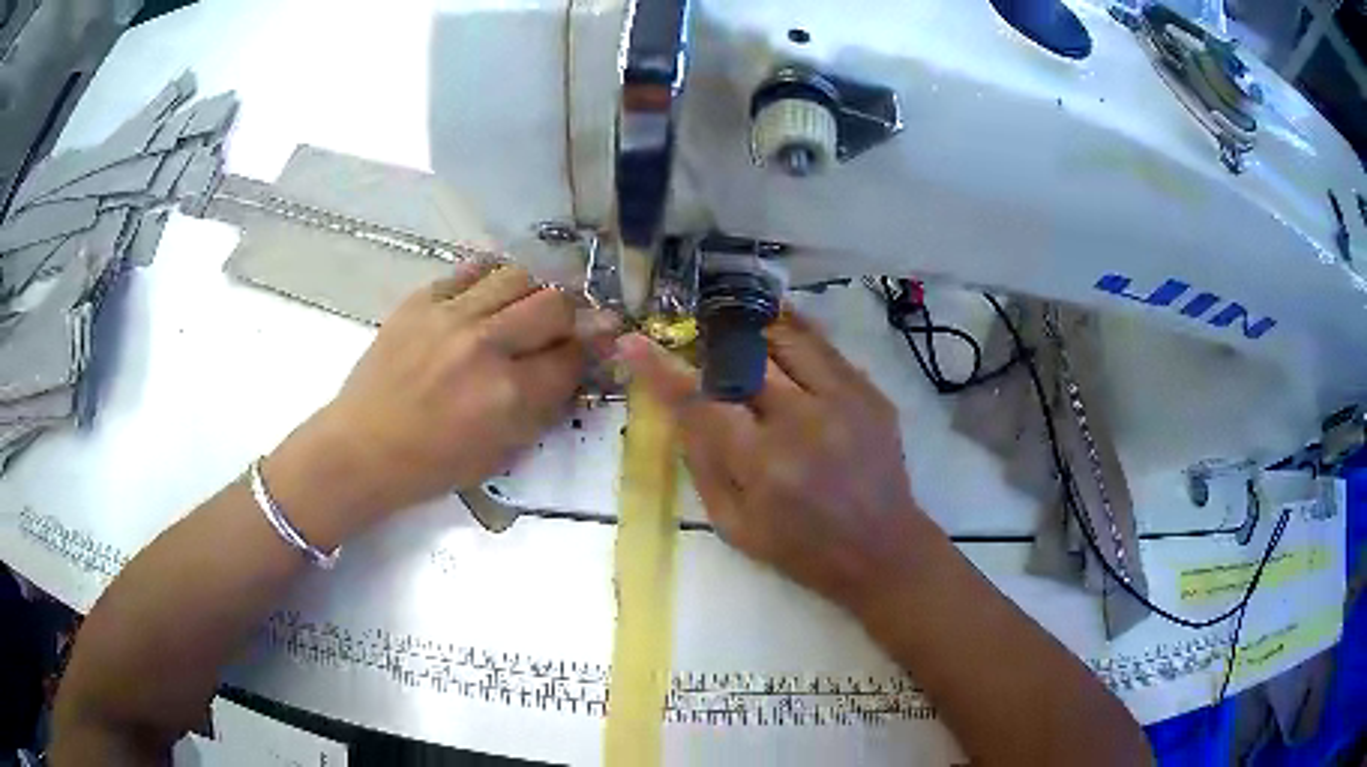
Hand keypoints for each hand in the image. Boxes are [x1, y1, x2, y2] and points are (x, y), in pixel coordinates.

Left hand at [266, 264, 614, 540]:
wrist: (363, 447)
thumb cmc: (432, 465)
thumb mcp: (500, 453)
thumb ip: (541, 408)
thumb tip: (571, 369)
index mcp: (508, 395)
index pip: (572, 356)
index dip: (588, 352)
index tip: (590, 349)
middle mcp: (485, 346)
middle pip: (555, 304)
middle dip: (571, 315)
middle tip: (563, 326)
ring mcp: (450, 317)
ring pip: (518, 276)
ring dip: (533, 291)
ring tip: (524, 308)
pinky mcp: (421, 300)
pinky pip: (471, 271)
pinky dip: (489, 279)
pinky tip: (487, 296)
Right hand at [616, 310, 930, 608]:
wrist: (882, 549)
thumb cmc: (801, 548)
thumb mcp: (735, 526)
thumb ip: (702, 465)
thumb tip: (679, 411)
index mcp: (764, 464)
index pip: (701, 401)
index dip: (660, 369)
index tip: (633, 342)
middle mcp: (805, 421)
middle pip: (745, 357)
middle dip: (711, 341)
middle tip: (694, 339)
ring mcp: (845, 401)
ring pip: (788, 337)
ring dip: (753, 329)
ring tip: (734, 326)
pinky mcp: (871, 393)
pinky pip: (825, 346)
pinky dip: (795, 333)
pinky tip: (778, 332)